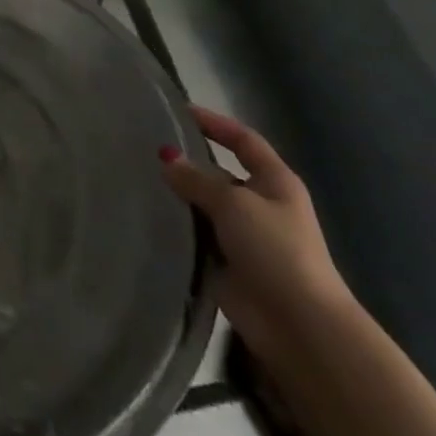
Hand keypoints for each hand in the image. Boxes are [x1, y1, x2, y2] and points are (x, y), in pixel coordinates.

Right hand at [159, 107, 356, 367]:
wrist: (298, 324)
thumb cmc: (276, 250)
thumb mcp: (235, 203)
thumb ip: (197, 178)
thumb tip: (166, 158)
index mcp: (275, 182)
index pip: (244, 140)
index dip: (216, 123)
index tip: (180, 111)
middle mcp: (261, 204)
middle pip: (221, 172)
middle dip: (189, 162)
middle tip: (146, 148)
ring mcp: (244, 236)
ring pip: (205, 205)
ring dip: (180, 197)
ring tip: (138, 179)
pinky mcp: (227, 263)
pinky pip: (197, 236)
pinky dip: (178, 227)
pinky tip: (148, 216)